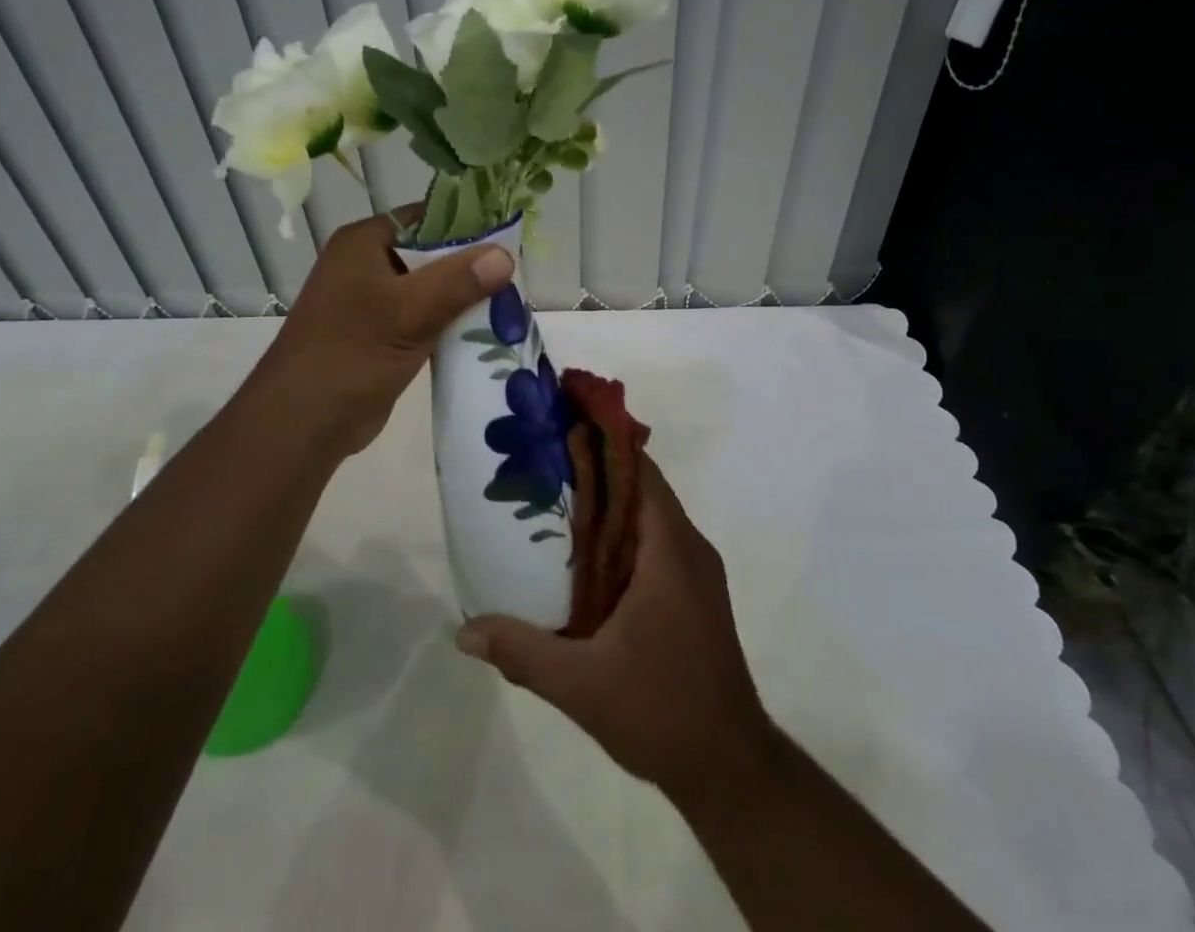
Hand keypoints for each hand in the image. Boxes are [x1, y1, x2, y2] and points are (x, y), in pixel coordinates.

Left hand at [251, 210, 513, 455]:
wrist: (302, 424)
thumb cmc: (351, 354)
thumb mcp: (409, 312)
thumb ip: (458, 281)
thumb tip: (506, 254)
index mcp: (364, 242)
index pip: (425, 217)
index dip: (467, 223)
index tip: (509, 237)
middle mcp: (367, 263)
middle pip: (431, 253)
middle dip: (471, 265)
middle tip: (516, 274)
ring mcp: (373, 301)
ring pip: (431, 288)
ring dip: (464, 297)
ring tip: (510, 301)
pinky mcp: (382, 333)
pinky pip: (425, 316)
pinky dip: (451, 322)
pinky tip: (486, 330)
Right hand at [455, 456, 773, 797]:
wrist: (730, 767)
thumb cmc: (661, 712)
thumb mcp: (581, 685)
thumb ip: (523, 652)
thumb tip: (464, 630)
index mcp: (670, 551)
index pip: (641, 471)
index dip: (605, 442)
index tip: (563, 426)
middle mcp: (689, 548)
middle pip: (642, 487)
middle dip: (597, 469)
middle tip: (542, 462)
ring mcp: (696, 573)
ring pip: (649, 517)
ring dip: (609, 504)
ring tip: (554, 501)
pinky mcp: (694, 595)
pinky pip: (656, 544)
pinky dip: (622, 535)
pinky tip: (584, 557)